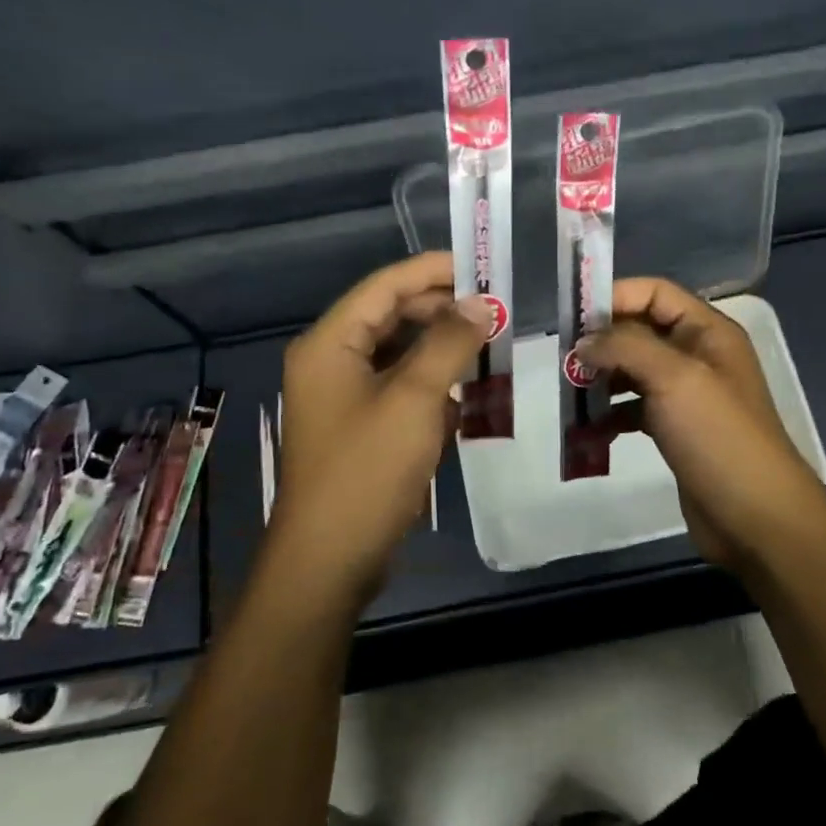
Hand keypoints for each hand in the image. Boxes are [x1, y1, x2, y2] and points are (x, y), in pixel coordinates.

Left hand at [265, 252, 490, 610]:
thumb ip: (448, 343)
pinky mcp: (361, 427)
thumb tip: (479, 304)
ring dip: (442, 348)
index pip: (385, 286)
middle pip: (391, 316)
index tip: (483, 268)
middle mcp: (331, 361)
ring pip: (399, 354)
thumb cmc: (367, 469)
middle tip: (496, 310)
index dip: (434, 271)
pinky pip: (400, 388)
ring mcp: (345, 397)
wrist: (331, 557)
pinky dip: (432, 384)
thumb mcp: (415, 399)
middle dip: (442, 311)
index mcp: (330, 343)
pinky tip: (467, 391)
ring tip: (490, 344)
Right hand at [580, 278, 825, 574]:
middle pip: (640, 331)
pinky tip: (590, 430)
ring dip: (602, 380)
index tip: (571, 318)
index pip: (654, 293)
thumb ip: (626, 347)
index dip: (614, 297)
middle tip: (564, 362)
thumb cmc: (718, 437)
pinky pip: (636, 409)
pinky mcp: (677, 431)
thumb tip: (583, 342)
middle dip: (602, 342)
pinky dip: (612, 415)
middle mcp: (698, 356)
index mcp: (707, 332)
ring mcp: (688, 395)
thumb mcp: (674, 378)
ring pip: (635, 372)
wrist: (756, 517)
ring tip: (570, 396)